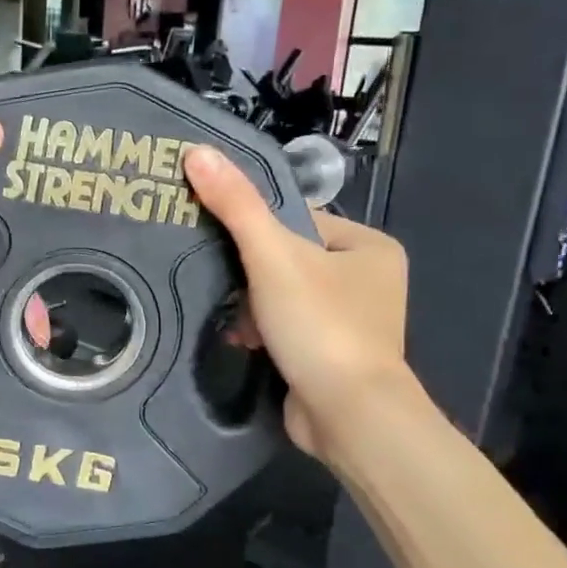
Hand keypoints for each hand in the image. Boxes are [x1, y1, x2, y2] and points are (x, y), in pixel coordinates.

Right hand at [183, 145, 414, 464]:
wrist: (348, 416)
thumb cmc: (320, 325)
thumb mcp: (273, 256)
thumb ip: (236, 205)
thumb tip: (196, 151)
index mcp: (369, 246)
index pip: (298, 221)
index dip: (256, 233)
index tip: (222, 247)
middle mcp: (369, 280)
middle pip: (288, 260)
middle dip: (251, 278)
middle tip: (225, 290)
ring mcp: (353, 321)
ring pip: (284, 297)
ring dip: (253, 308)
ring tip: (234, 323)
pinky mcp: (334, 355)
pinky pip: (289, 329)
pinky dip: (264, 333)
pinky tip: (244, 342)